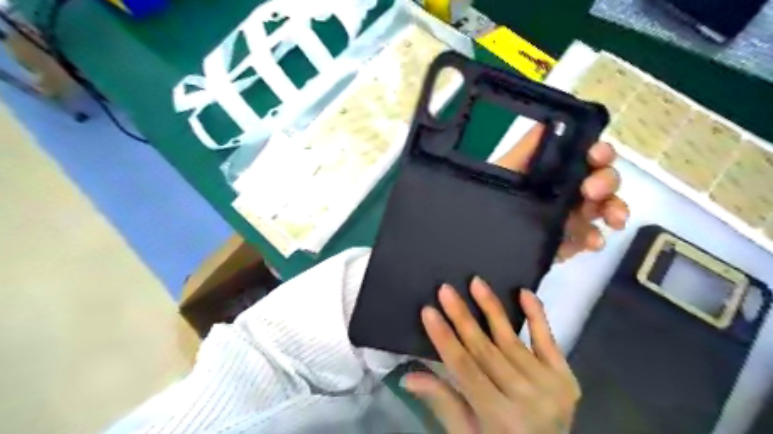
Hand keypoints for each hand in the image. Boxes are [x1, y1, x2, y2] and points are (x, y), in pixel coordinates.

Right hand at [406, 278, 579, 433]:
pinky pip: (548, 341)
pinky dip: (537, 315)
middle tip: (446, 289)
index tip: (428, 311)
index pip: (464, 369)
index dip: (444, 338)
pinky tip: (524, 292)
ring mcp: (550, 387)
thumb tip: (407, 376)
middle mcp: (526, 400)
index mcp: (499, 418)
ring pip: (511, 341)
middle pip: (486, 350)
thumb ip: (442, 402)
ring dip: (492, 309)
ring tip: (476, 282)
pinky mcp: (566, 378)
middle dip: (462, 317)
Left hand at [494, 123, 626, 260]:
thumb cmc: (493, 194)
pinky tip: (592, 241)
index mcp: (555, 170)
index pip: (586, 155)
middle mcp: (567, 188)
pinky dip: (595, 238)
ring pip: (604, 208)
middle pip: (602, 179)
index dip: (598, 152)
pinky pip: (590, 237)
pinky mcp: (568, 240)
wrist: (481, 238)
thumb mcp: (505, 168)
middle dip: (606, 181)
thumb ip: (528, 147)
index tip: (597, 156)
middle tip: (592, 191)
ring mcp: (571, 215)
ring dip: (613, 209)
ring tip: (612, 219)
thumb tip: (551, 119)